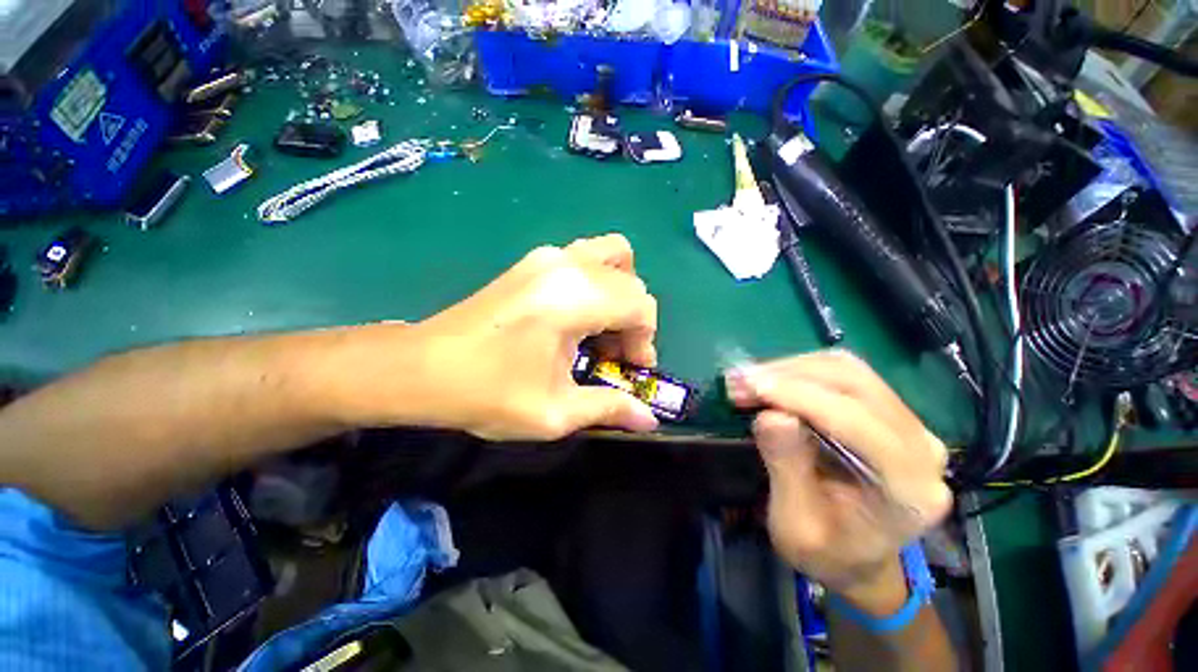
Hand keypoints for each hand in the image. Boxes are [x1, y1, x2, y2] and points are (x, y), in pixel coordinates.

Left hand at [385, 234, 659, 440]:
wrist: (421, 368)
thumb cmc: (487, 393)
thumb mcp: (554, 411)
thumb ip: (609, 408)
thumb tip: (649, 419)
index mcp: (573, 299)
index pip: (639, 305)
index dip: (645, 340)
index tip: (631, 369)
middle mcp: (565, 265)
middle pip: (631, 281)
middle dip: (635, 320)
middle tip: (616, 354)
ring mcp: (546, 256)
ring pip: (612, 256)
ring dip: (620, 292)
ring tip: (602, 328)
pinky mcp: (532, 260)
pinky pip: (586, 258)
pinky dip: (599, 282)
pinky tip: (578, 316)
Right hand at [726, 351, 951, 613]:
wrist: (859, 558)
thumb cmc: (826, 551)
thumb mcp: (795, 525)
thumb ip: (787, 470)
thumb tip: (771, 415)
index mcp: (909, 490)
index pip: (858, 422)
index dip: (801, 397)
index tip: (751, 387)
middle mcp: (922, 448)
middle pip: (855, 384)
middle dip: (790, 376)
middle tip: (740, 382)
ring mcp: (912, 425)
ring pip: (849, 370)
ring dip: (792, 369)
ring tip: (749, 380)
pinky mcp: (891, 412)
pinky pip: (845, 375)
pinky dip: (801, 371)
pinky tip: (772, 381)